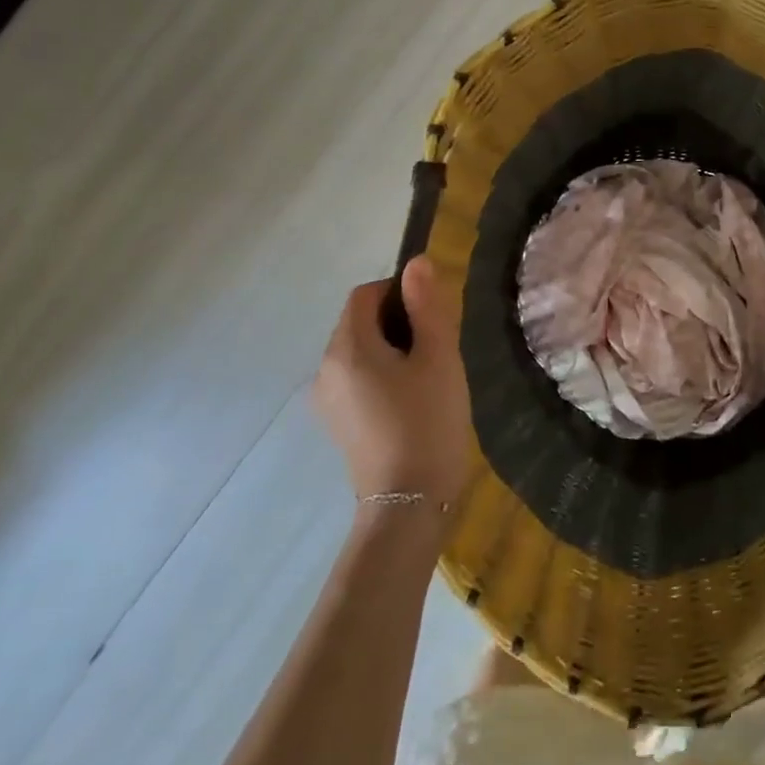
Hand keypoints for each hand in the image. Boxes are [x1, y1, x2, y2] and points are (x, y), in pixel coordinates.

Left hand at [314, 257, 473, 512]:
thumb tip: (417, 262)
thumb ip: (428, 306)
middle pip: (359, 322)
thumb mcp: (439, 357)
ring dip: (392, 349)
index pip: (366, 294)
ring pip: (360, 352)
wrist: (409, 502)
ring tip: (428, 376)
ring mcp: (327, 399)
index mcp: (347, 348)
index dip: (400, 292)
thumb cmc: (428, 421)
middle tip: (438, 348)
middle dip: (398, 322)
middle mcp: (325, 369)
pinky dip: (382, 374)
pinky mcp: (337, 423)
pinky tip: (411, 400)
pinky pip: (357, 379)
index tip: (434, 317)